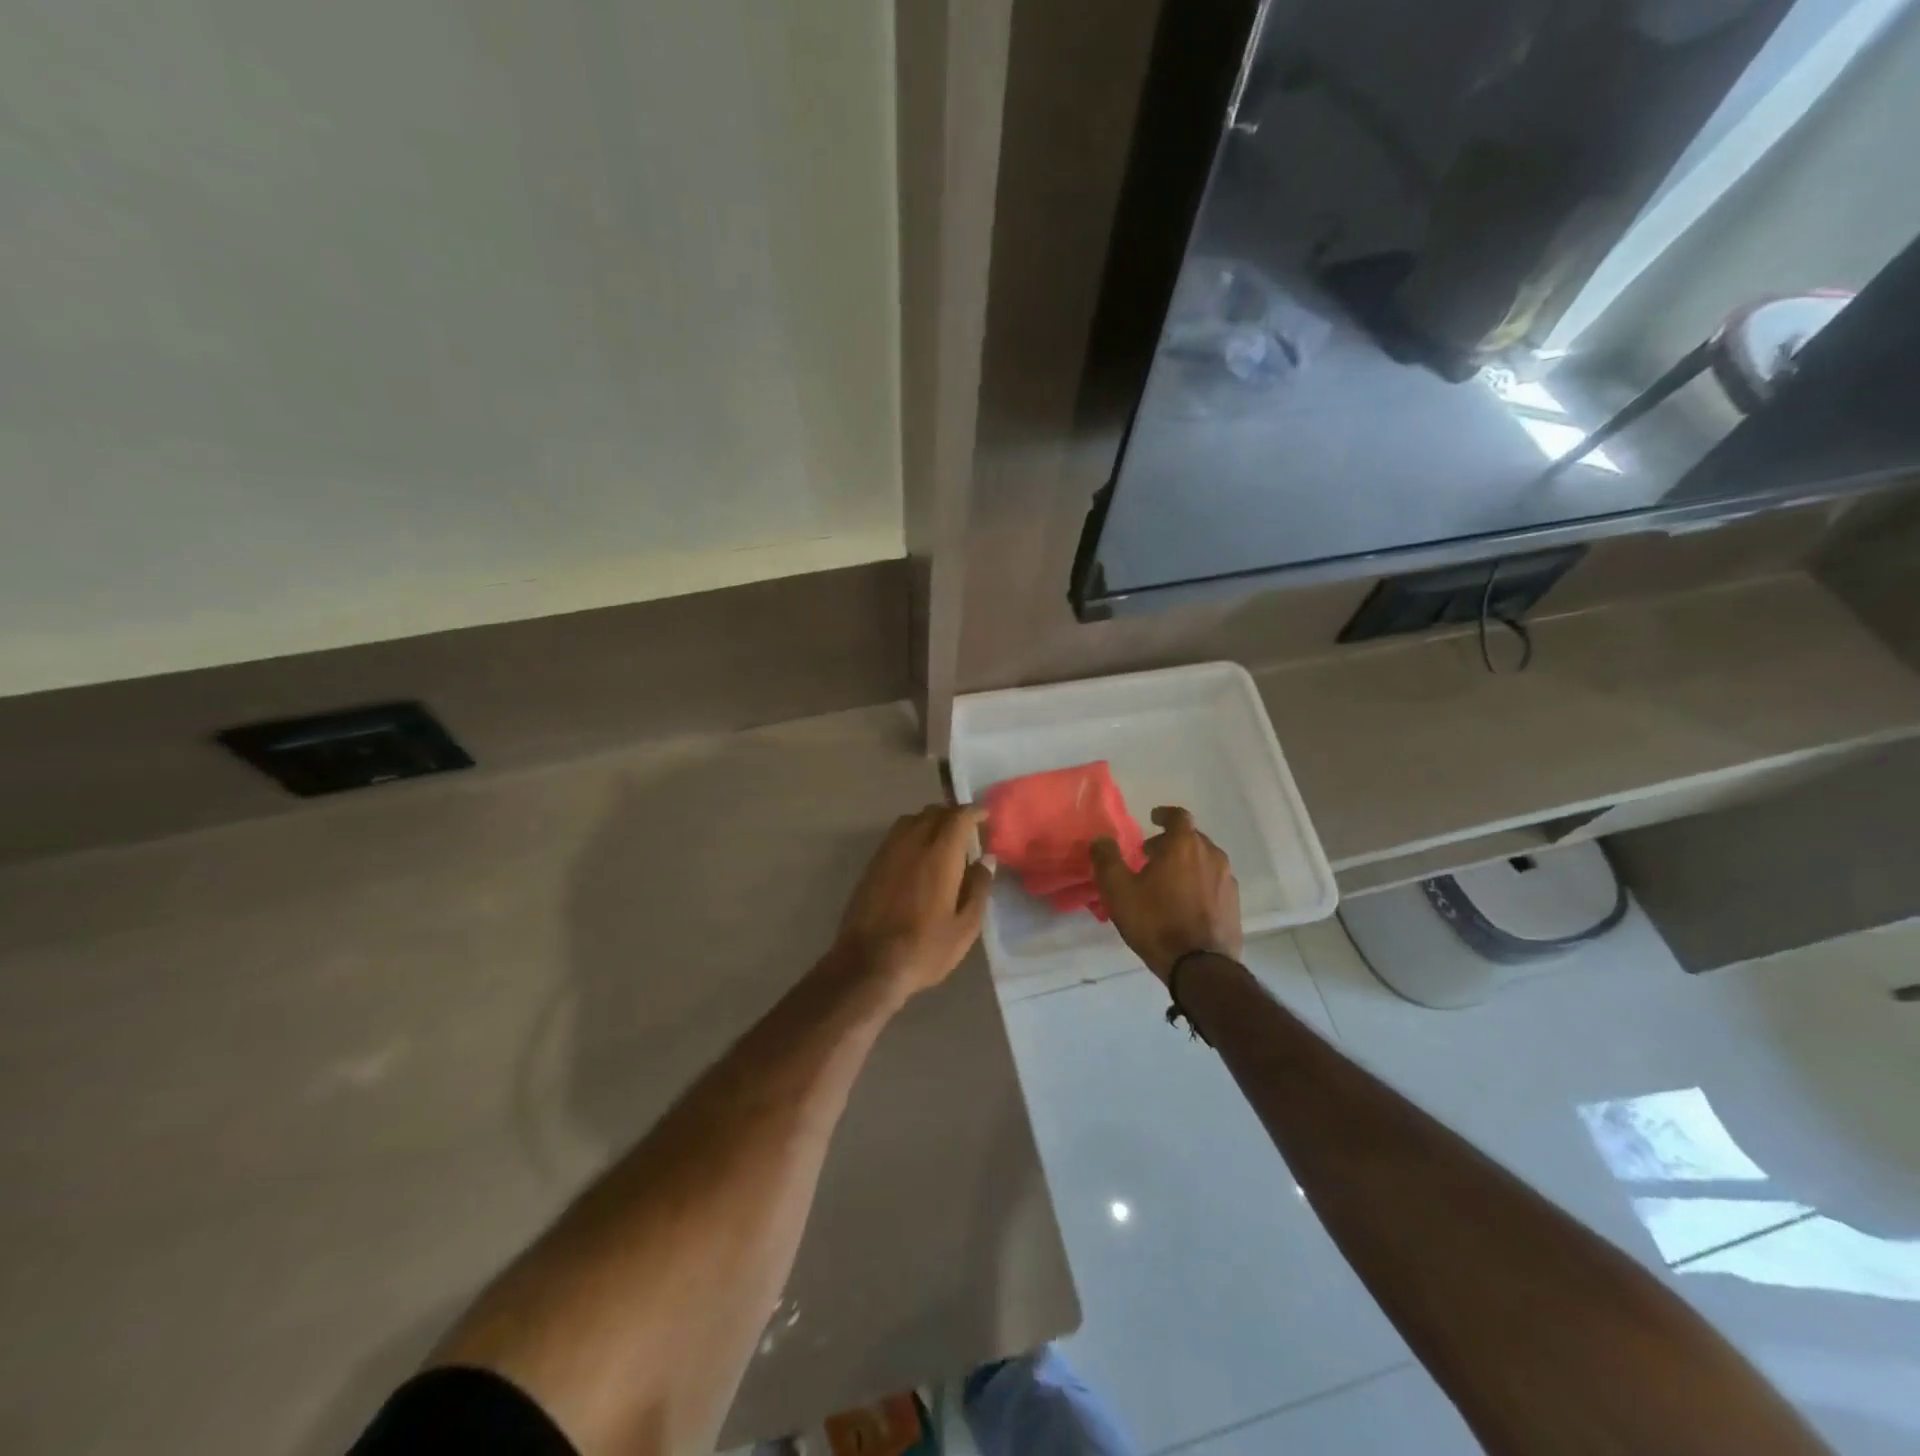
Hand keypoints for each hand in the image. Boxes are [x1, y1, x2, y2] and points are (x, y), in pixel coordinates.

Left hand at [833, 804, 992, 997]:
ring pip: (910, 821)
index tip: (984, 816)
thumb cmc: (924, 949)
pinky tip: (918, 855)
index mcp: (939, 855)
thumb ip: (978, 889)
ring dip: (929, 821)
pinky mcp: (872, 866)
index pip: (958, 817)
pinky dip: (911, 834)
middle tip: (967, 829)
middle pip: (933, 813)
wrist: (867, 965)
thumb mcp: (964, 927)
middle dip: (952, 815)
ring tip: (942, 839)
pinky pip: (895, 836)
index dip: (973, 812)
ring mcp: (887, 853)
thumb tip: (985, 861)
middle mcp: (912, 844)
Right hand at [1091, 806, 1240, 980]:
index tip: (1153, 818)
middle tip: (1151, 856)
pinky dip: (1199, 883)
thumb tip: (1101, 839)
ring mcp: (1227, 880)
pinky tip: (1185, 902)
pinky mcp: (1234, 904)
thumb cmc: (1156, 921)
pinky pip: (1214, 882)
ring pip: (1205, 861)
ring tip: (1167, 881)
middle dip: (1171, 842)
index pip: (1178, 816)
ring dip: (1186, 863)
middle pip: (1192, 838)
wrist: (1200, 966)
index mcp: (1184, 845)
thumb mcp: (1119, 890)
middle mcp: (1211, 856)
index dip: (1164, 814)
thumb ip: (1107, 859)